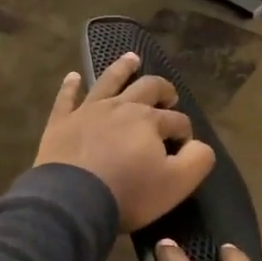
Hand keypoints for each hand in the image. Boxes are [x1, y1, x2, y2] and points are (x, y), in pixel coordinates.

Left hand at [34, 52, 215, 232]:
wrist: (72, 201)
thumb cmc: (128, 193)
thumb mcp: (176, 184)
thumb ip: (197, 160)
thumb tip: (200, 145)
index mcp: (150, 120)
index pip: (177, 120)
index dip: (185, 132)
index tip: (185, 147)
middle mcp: (121, 107)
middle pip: (147, 88)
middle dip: (162, 90)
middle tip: (168, 96)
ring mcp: (88, 111)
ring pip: (109, 81)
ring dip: (123, 69)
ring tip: (132, 59)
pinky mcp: (61, 122)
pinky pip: (66, 98)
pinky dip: (70, 86)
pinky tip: (73, 76)